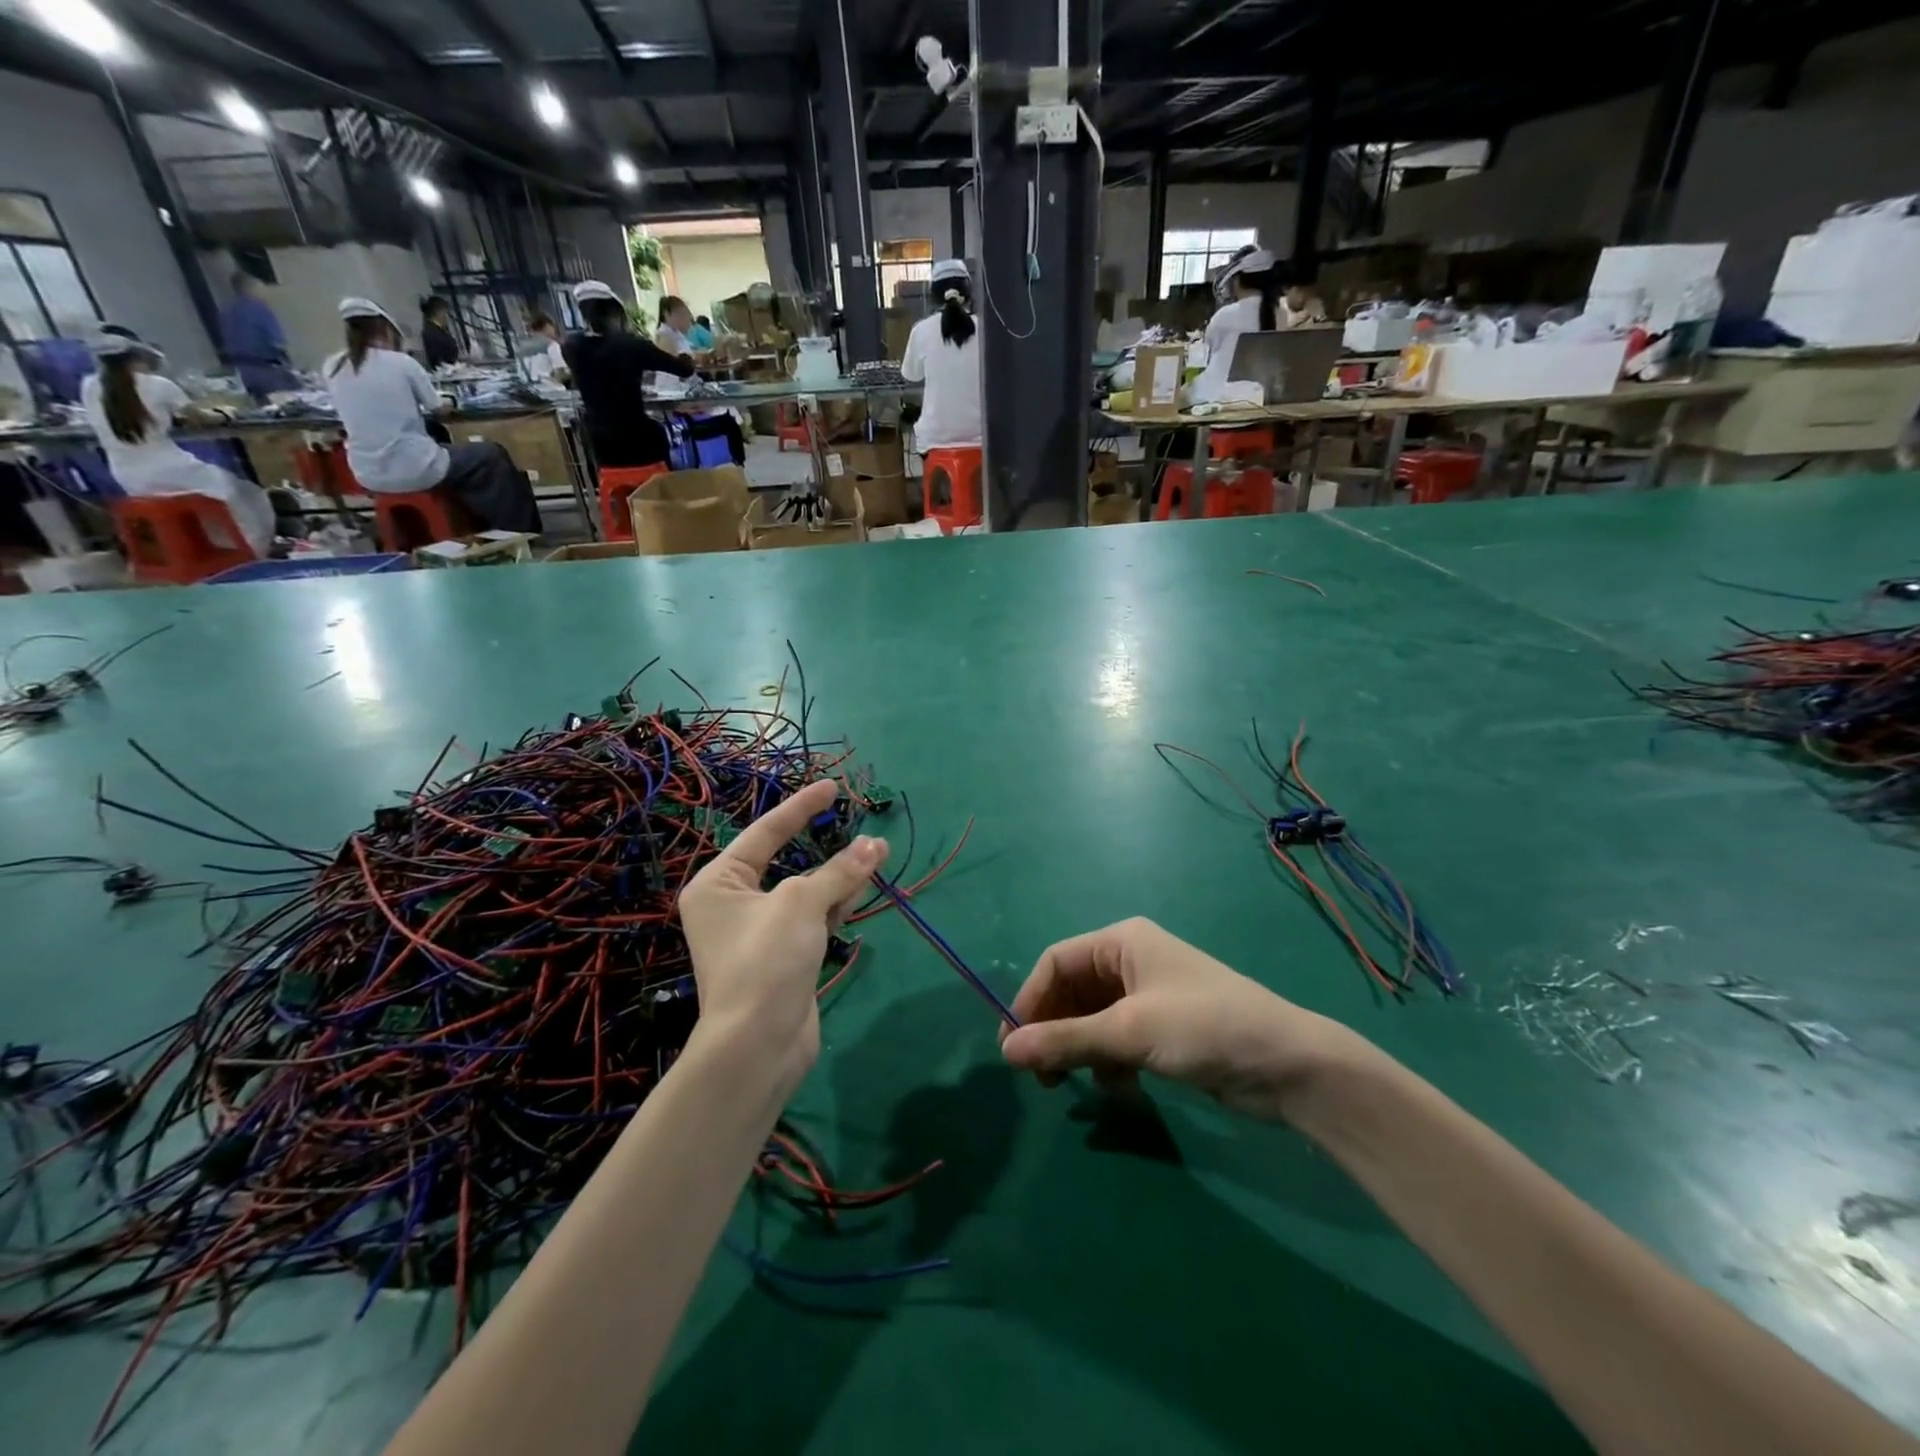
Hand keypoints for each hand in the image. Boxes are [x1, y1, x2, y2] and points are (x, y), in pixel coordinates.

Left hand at [677, 780, 886, 1088]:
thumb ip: (840, 870)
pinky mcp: (782, 957)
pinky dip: (835, 906)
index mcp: (718, 883)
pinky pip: (812, 919)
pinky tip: (858, 895)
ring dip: (839, 878)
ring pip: (806, 892)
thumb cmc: (766, 960)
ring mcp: (759, 933)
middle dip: (831, 853)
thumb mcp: (802, 903)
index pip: (765, 833)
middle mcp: (733, 904)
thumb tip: (875, 845)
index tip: (832, 787)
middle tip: (869, 837)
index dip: (801, 807)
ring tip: (878, 859)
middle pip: (788, 863)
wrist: (758, 1045)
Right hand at [998, 918, 1367, 1121]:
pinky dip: (1107, 1062)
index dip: (1030, 1000)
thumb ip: (1065, 1040)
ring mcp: (1148, 997)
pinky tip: (1116, 1089)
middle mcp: (1131, 962)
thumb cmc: (1203, 1027)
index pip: (1056, 962)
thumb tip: (1005, 1051)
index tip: (1012, 1045)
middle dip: (1052, 1029)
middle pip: (1071, 991)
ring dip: (1078, 1050)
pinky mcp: (1163, 1030)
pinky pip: (1116, 1040)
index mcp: (1122, 942)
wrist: (1288, 1066)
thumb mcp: (1129, 1032)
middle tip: (1038, 1075)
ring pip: (1091, 1019)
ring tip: (1070, 1086)